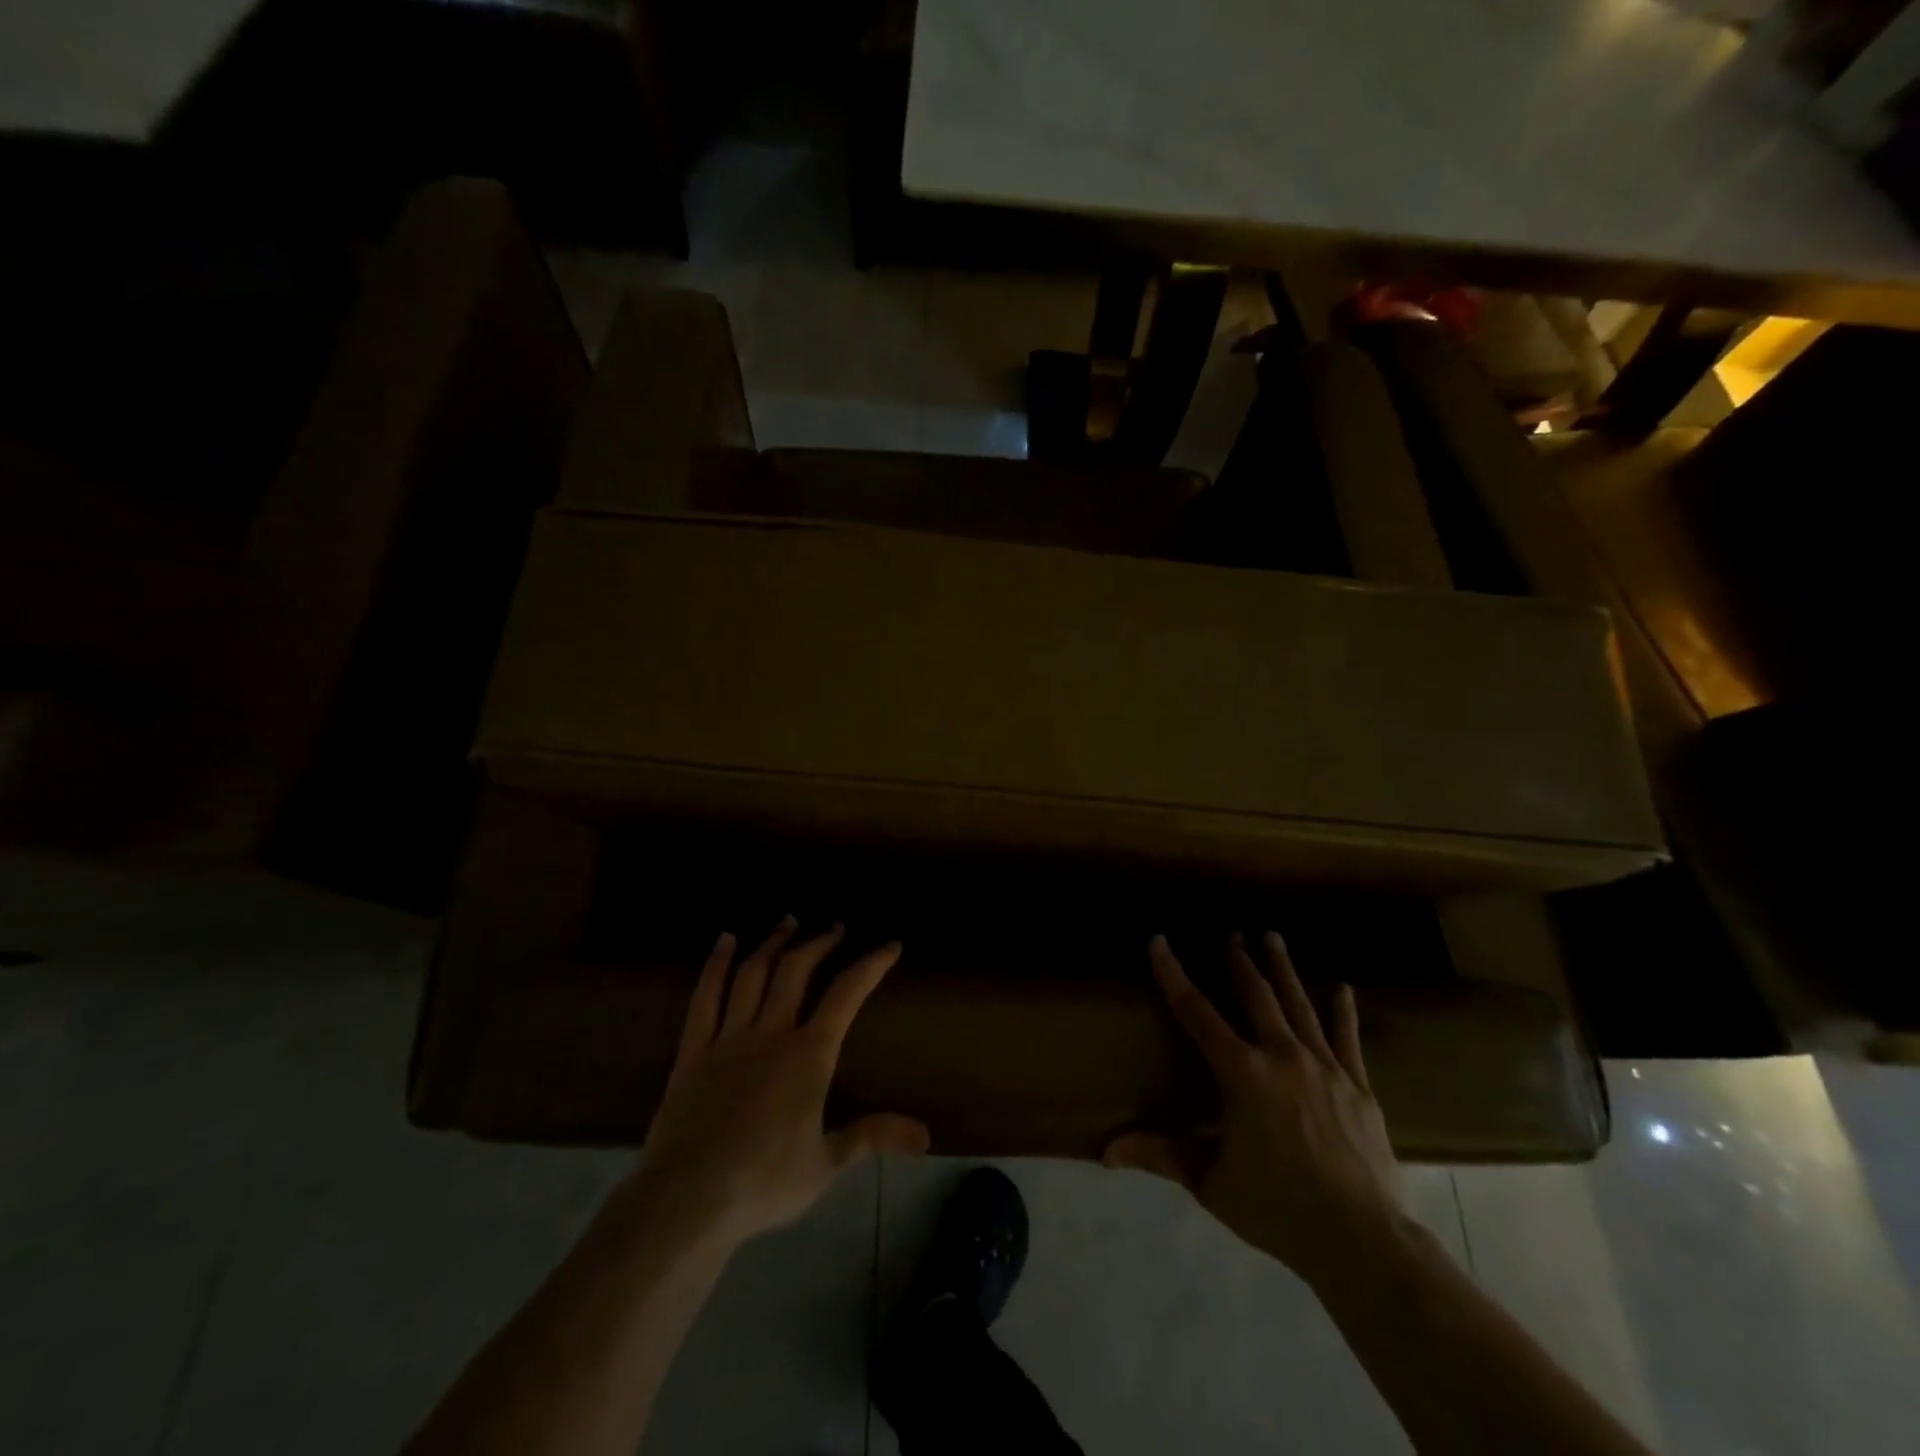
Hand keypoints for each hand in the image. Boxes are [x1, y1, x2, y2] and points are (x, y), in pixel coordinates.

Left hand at [627, 917, 929, 1249]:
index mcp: (808, 1055)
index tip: (890, 945)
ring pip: (752, 973)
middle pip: (796, 970)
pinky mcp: (693, 1051)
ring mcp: (728, 1038)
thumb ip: (873, 1137)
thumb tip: (926, 1134)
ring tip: (788, 921)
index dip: (871, 964)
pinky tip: (725, 940)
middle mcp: (771, 1033)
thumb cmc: (764, 1182)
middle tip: (835, 927)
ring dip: (773, 942)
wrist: (688, 1202)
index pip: (847, 994)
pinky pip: (705, 997)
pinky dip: (716, 964)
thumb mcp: (827, 1164)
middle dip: (820, 942)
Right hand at [1106, 932, 1405, 1290]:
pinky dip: (1342, 1011)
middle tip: (1232, 932)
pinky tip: (1342, 987)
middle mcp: (1282, 1056)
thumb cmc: (1277, 1208)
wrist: (1362, 1241)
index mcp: (1242, 1073)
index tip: (1159, 941)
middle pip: (1256, 996)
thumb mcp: (1210, 1182)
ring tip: (1273, 938)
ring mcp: (1325, 1067)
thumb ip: (1161, 1154)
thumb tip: (1106, 1151)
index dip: (1173, 974)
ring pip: (1299, 1005)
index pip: (1196, 1012)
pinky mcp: (1357, 1086)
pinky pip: (1346, 1038)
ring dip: (1283, 970)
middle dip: (1239, 961)